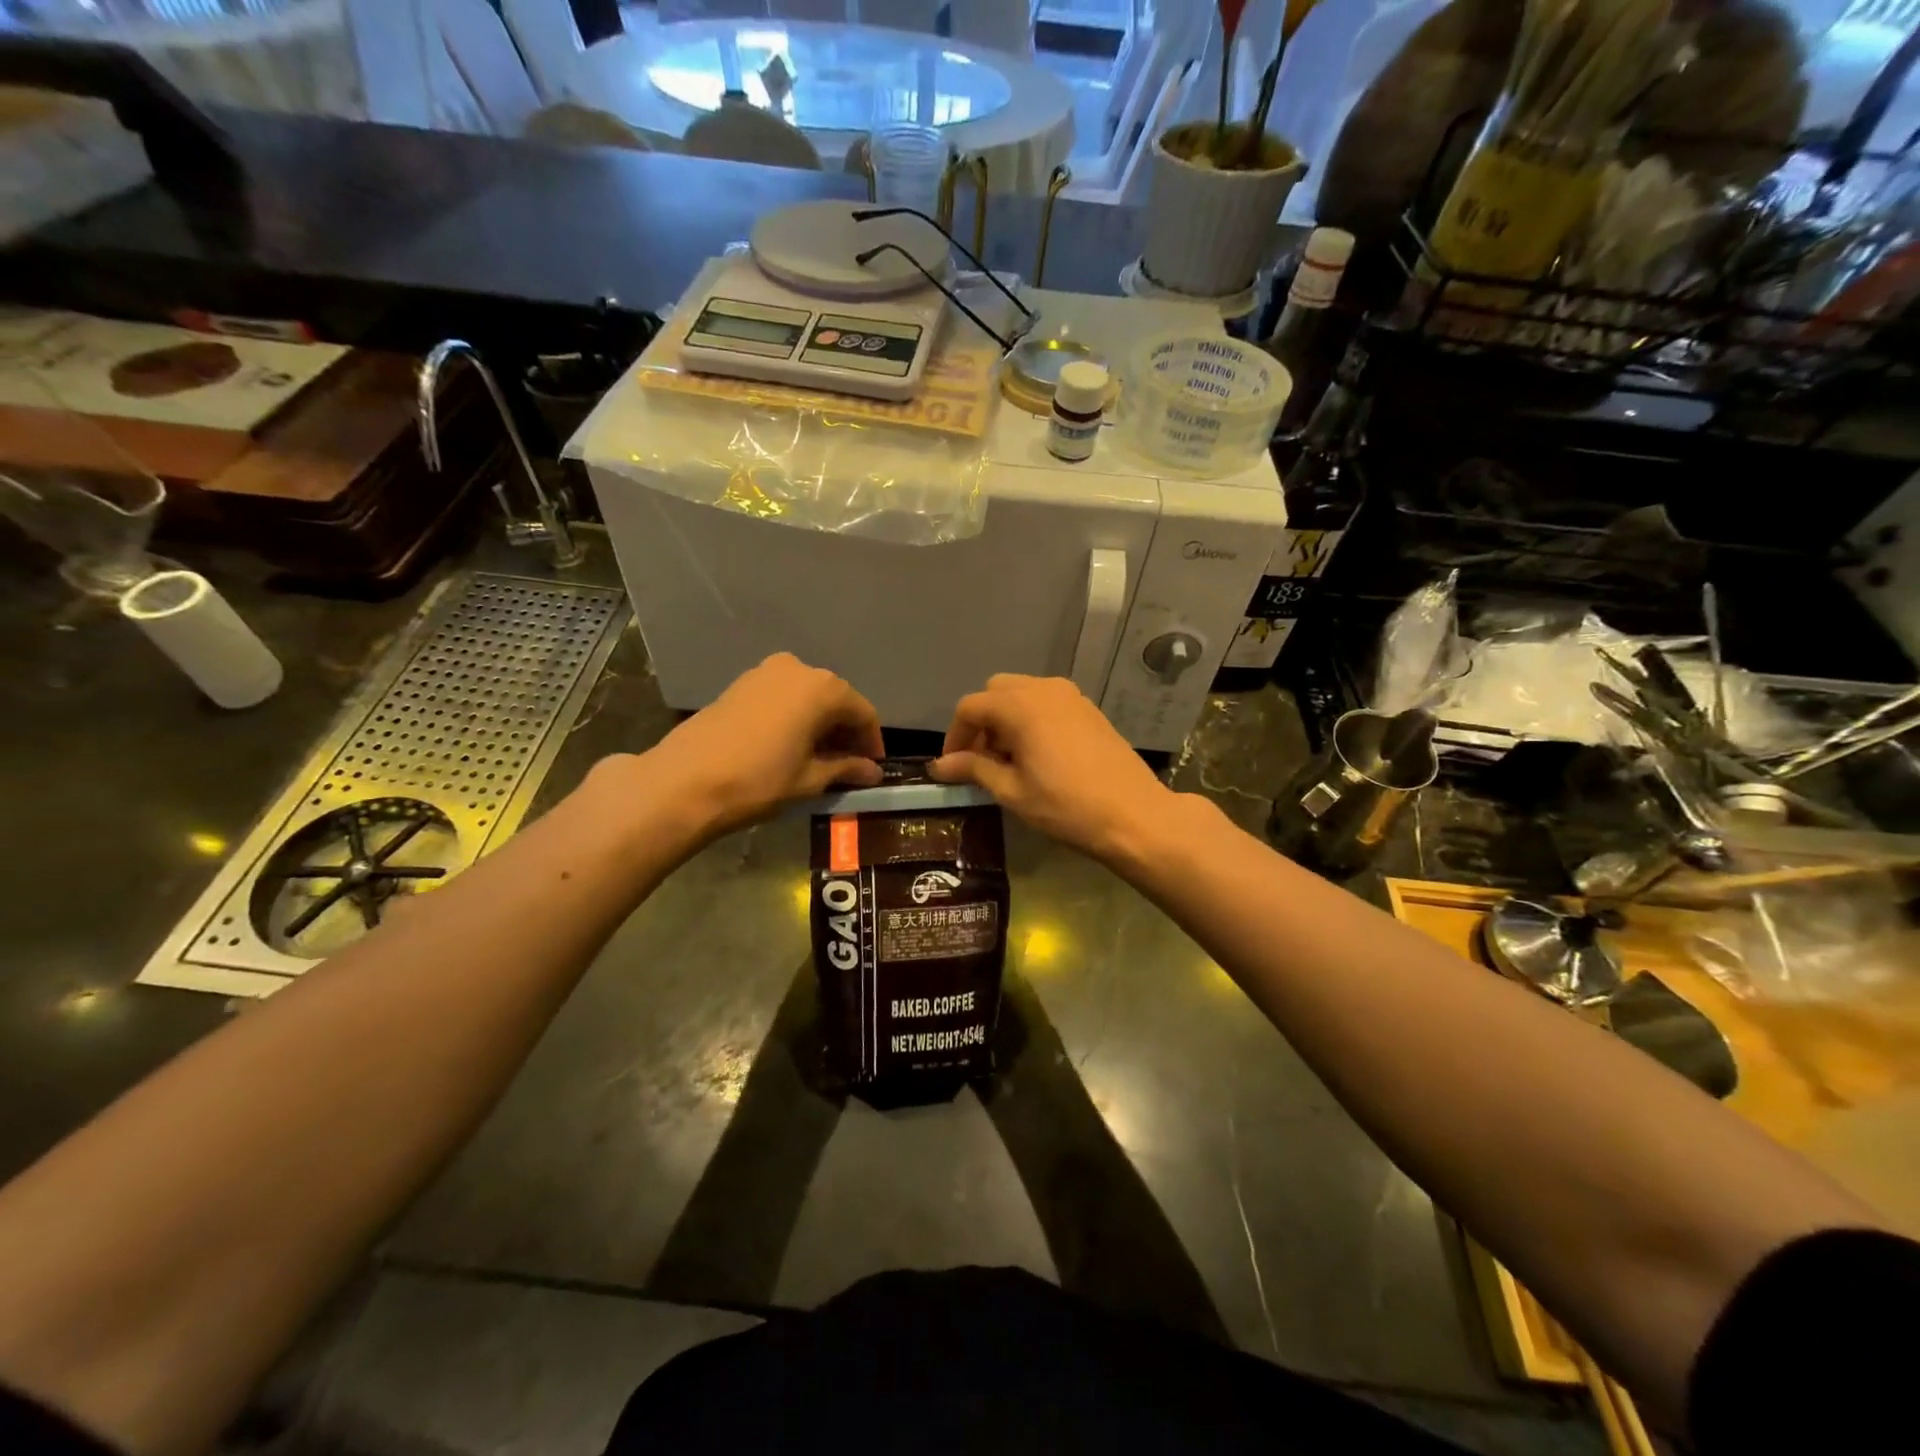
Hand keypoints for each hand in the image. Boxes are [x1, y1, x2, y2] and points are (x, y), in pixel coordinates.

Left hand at [624, 654, 883, 838]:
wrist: (684, 781)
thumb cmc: (759, 780)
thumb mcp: (809, 779)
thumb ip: (846, 768)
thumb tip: (872, 771)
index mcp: (822, 688)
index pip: (863, 712)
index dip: (872, 742)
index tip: (873, 767)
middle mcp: (798, 669)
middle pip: (835, 700)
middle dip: (845, 731)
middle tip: (849, 765)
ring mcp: (765, 672)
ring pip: (807, 697)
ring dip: (819, 724)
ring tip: (819, 758)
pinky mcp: (741, 684)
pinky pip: (782, 697)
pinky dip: (795, 718)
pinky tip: (791, 746)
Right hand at [929, 674, 1173, 861]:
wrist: (1134, 816)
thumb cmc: (1066, 807)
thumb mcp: (1012, 791)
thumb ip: (974, 769)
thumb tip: (940, 765)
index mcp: (1020, 706)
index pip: (970, 707)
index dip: (955, 736)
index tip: (953, 767)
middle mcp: (1044, 689)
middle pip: (996, 692)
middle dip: (981, 722)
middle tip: (981, 761)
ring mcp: (1071, 696)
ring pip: (1022, 693)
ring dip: (1006, 719)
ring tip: (1009, 761)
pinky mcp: (1088, 708)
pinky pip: (1046, 701)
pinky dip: (1031, 718)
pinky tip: (1038, 755)